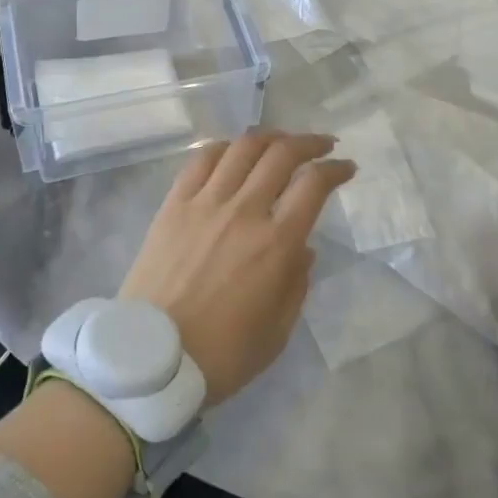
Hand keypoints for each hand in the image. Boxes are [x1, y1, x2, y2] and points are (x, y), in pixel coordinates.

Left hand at [120, 132, 356, 405]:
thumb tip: (304, 248)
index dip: (335, 169)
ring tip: (281, 142)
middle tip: (323, 146)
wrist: (151, 360)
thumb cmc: (221, 355)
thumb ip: (296, 284)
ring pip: (242, 148)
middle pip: (281, 154)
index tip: (346, 168)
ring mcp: (205, 203)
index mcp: (276, 244)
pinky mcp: (174, 205)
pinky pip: (201, 160)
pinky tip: (233, 151)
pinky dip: (224, 147)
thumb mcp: (277, 332)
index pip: (314, 185)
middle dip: (309, 143)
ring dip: (269, 137)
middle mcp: (244, 211)